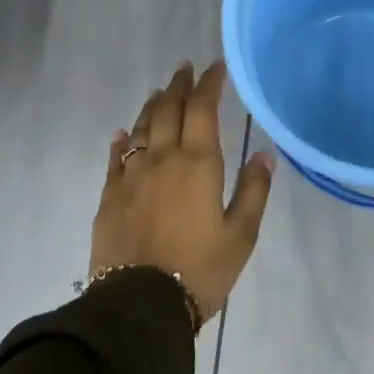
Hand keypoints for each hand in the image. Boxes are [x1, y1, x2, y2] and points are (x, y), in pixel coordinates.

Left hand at [90, 60, 272, 324]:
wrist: (139, 307)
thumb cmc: (199, 270)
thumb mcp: (241, 235)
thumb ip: (253, 191)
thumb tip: (264, 154)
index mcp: (198, 164)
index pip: (202, 109)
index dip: (209, 84)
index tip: (215, 66)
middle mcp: (162, 159)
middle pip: (168, 110)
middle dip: (179, 86)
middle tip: (185, 68)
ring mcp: (131, 177)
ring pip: (140, 128)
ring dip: (151, 106)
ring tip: (160, 92)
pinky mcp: (109, 197)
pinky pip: (115, 158)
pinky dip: (121, 140)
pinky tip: (121, 133)